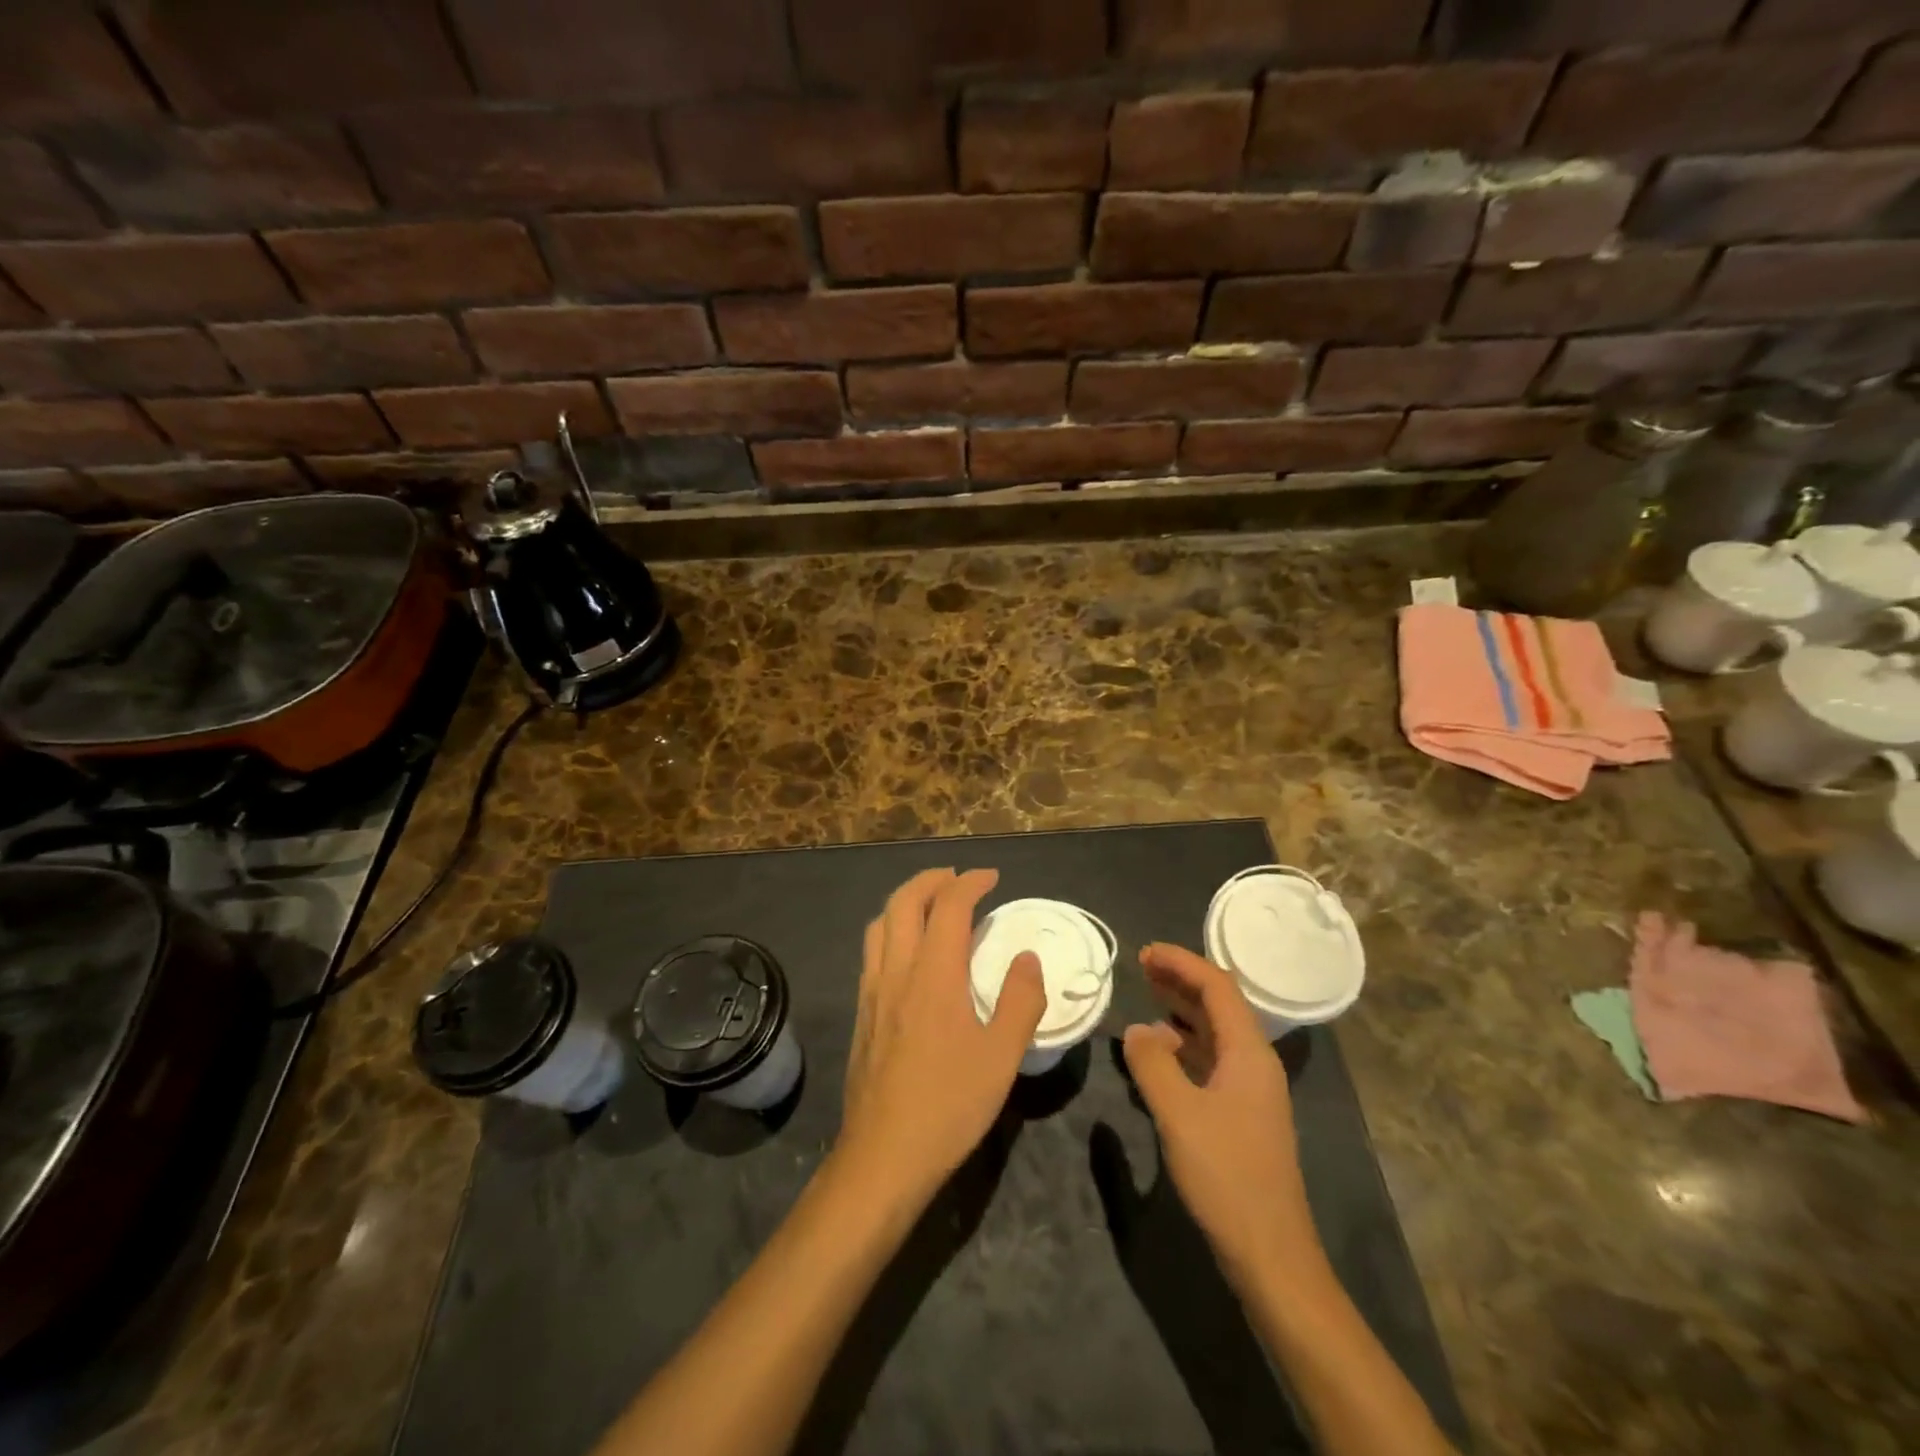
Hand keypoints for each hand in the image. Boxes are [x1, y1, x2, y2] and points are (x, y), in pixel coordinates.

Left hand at [836, 868, 1046, 1209]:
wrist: (884, 1154)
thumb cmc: (949, 1104)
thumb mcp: (1002, 1056)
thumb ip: (1021, 1000)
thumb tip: (1027, 958)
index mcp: (933, 975)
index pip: (948, 907)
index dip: (970, 883)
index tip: (992, 877)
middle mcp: (896, 971)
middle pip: (903, 902)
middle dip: (931, 879)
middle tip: (958, 878)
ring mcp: (872, 991)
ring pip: (880, 924)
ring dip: (906, 901)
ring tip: (931, 906)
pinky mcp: (862, 1013)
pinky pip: (872, 951)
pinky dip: (891, 930)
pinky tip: (909, 954)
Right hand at [1121, 943, 1322, 1289]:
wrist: (1269, 1251)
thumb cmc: (1226, 1175)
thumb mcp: (1179, 1114)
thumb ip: (1153, 1063)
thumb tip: (1136, 1030)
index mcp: (1249, 1052)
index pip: (1217, 987)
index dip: (1182, 963)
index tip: (1145, 952)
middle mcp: (1254, 1062)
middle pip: (1220, 1004)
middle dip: (1181, 980)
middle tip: (1141, 967)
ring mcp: (1251, 1089)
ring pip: (1215, 1031)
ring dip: (1182, 1009)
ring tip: (1146, 996)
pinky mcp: (1241, 1113)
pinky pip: (1211, 1058)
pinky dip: (1184, 1043)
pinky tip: (1159, 1050)